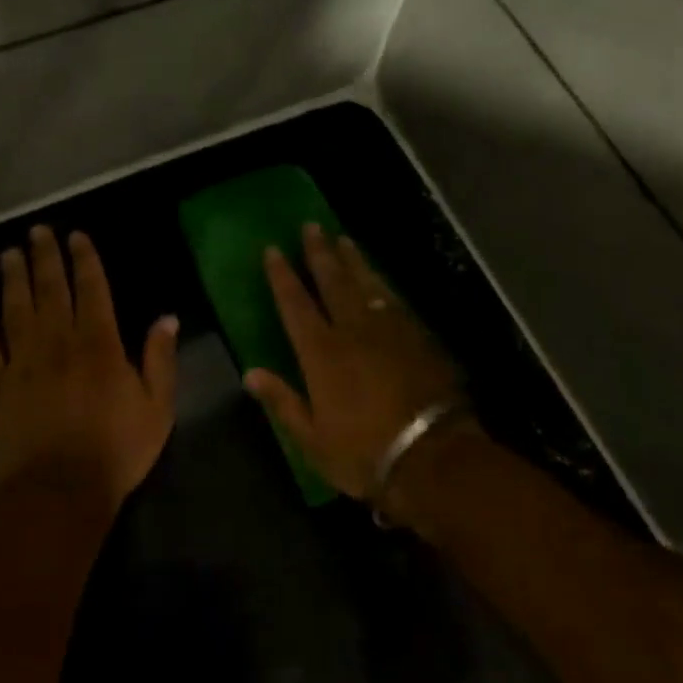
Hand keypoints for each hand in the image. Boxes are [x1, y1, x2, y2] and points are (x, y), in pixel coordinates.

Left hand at [0, 226, 178, 507]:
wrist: (57, 493)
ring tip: (8, 252)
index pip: (92, 290)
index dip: (84, 260)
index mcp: (100, 345)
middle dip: (45, 257)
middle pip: (50, 290)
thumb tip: (167, 318)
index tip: (76, 236)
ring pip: (16, 309)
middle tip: (37, 230)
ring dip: (12, 278)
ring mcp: (23, 363)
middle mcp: (58, 343)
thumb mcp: (158, 407)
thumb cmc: (116, 451)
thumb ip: (160, 359)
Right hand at [244, 224, 463, 498]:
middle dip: (319, 252)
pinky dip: (381, 283)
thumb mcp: (312, 438)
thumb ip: (282, 400)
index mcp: (322, 353)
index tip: (273, 249)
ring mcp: (389, 330)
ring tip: (343, 238)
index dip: (282, 275)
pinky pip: (393, 299)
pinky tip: (378, 277)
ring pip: (366, 284)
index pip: (295, 304)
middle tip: (311, 225)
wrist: (432, 456)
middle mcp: (353, 330)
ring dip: (353, 260)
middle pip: (333, 281)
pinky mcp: (417, 336)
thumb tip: (250, 373)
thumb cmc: (364, 453)